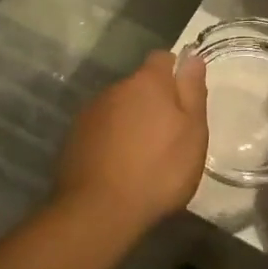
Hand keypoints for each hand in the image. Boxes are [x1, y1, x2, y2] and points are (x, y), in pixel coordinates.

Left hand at [53, 50, 207, 235]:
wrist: (99, 211)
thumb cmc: (159, 169)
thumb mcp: (192, 131)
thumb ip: (192, 91)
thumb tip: (192, 57)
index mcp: (147, 82)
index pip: (163, 58)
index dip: (175, 74)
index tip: (185, 100)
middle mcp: (115, 88)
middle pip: (139, 85)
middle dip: (153, 101)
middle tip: (169, 135)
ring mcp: (91, 113)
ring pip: (119, 108)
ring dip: (131, 121)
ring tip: (143, 155)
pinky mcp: (74, 138)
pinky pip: (101, 130)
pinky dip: (112, 140)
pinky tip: (119, 166)